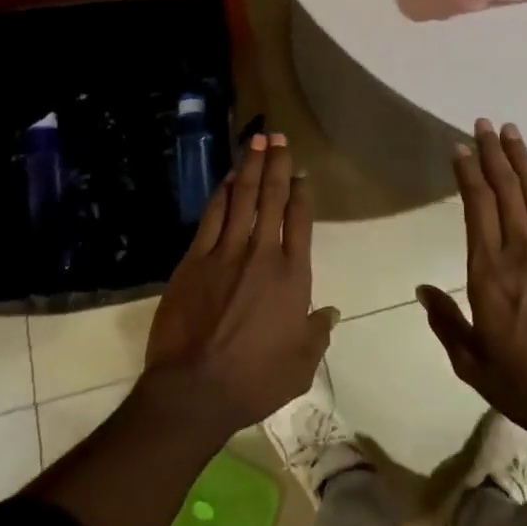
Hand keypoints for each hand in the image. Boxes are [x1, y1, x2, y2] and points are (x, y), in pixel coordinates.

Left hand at [144, 133, 337, 435]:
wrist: (195, 389)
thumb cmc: (255, 380)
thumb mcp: (300, 365)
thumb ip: (318, 334)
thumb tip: (331, 311)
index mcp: (293, 277)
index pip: (300, 221)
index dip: (301, 192)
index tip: (301, 173)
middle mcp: (262, 255)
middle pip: (272, 198)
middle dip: (276, 164)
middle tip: (278, 136)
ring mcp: (226, 253)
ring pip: (242, 199)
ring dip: (250, 167)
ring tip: (256, 141)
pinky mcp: (196, 259)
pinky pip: (212, 216)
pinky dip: (221, 194)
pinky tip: (227, 178)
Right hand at [419, 119, 526, 441]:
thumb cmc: (525, 384)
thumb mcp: (471, 363)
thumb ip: (446, 322)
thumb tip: (422, 290)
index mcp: (489, 271)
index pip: (477, 206)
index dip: (468, 172)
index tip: (461, 148)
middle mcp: (521, 250)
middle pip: (506, 189)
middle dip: (493, 153)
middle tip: (484, 124)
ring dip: (523, 160)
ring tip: (511, 133)